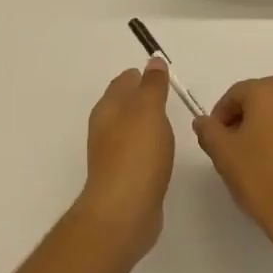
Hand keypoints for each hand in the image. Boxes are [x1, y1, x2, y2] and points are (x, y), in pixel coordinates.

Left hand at [77, 59, 175, 261]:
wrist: (124, 211)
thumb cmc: (136, 154)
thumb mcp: (148, 110)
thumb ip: (152, 86)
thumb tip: (153, 61)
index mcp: (108, 109)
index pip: (122, 83)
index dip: (139, 76)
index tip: (159, 74)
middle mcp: (105, 129)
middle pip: (123, 106)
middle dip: (140, 98)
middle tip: (166, 94)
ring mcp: (112, 155)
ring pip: (130, 130)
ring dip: (144, 123)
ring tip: (167, 121)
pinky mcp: (124, 178)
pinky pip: (137, 153)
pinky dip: (148, 146)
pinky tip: (161, 152)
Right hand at [194, 77, 272, 258]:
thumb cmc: (261, 179)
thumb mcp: (223, 154)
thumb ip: (209, 130)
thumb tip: (204, 121)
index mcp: (269, 92)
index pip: (237, 93)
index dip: (222, 114)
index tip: (215, 137)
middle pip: (264, 99)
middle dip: (247, 118)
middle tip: (236, 146)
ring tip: (262, 157)